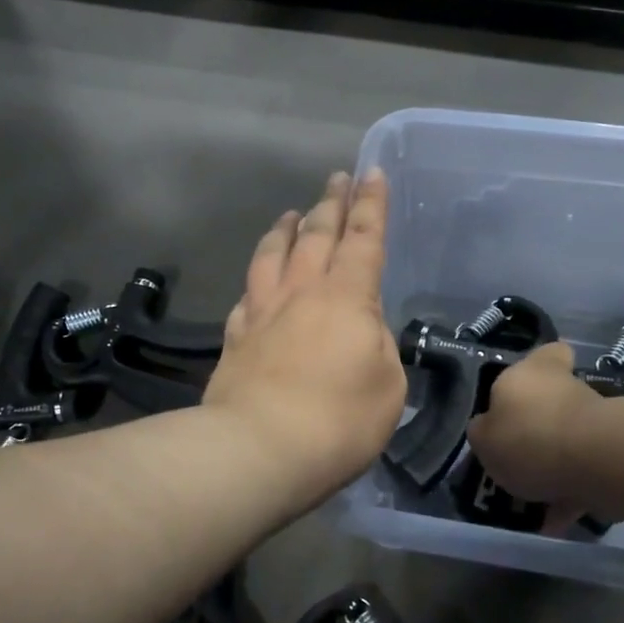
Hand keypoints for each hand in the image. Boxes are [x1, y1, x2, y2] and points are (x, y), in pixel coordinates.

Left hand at [202, 171, 406, 508]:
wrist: (258, 449)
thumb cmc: (339, 420)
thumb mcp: (387, 386)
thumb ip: (379, 349)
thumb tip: (361, 333)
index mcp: (347, 297)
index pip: (363, 238)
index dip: (371, 205)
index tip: (372, 173)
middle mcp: (301, 292)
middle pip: (317, 234)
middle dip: (331, 203)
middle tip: (337, 178)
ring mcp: (263, 312)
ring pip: (273, 254)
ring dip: (286, 229)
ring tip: (292, 213)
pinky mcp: (236, 338)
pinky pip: (247, 294)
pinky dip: (257, 277)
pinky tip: (257, 279)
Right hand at [466, 343, 601, 508]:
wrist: (596, 463)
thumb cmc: (528, 437)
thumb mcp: (483, 438)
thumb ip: (484, 432)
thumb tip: (488, 429)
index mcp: (532, 371)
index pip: (548, 353)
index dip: (543, 366)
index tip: (529, 390)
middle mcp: (566, 387)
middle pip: (555, 400)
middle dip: (542, 425)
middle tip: (519, 454)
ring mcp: (595, 419)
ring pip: (570, 439)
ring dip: (556, 464)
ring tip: (533, 500)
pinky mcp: (614, 452)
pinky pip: (584, 473)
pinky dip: (570, 495)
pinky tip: (553, 522)